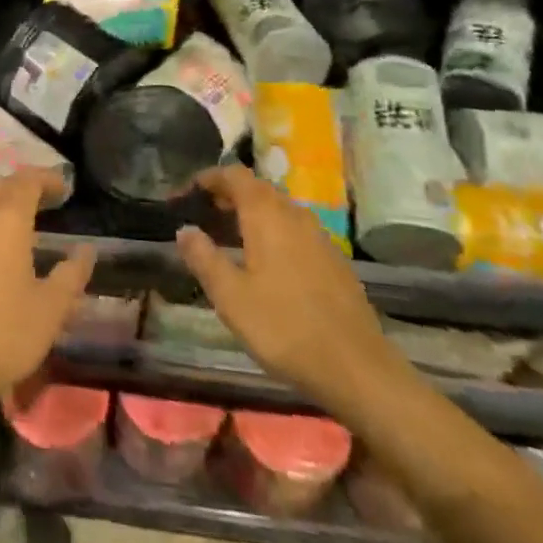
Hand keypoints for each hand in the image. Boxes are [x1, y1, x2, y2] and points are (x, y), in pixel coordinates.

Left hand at [0, 171, 95, 412]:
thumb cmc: (2, 337)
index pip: (26, 180)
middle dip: (20, 187)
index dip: (46, 178)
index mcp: (5, 221)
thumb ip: (72, 274)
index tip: (63, 187)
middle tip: (41, 201)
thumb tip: (86, 250)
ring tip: (13, 228)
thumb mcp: (51, 311)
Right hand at [176, 167, 413, 422]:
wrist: (357, 368)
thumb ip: (203, 257)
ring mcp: (319, 236)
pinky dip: (273, 232)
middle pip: (257, 188)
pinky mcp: (334, 259)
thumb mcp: (231, 296)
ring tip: (229, 238)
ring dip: (251, 214)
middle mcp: (294, 214)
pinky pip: (295, 230)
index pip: (233, 174)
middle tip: (202, 215)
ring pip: (278, 209)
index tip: (185, 194)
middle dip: (227, 195)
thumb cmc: (284, 327)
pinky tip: (265, 263)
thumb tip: (185, 229)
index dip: (207, 178)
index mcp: (266, 214)